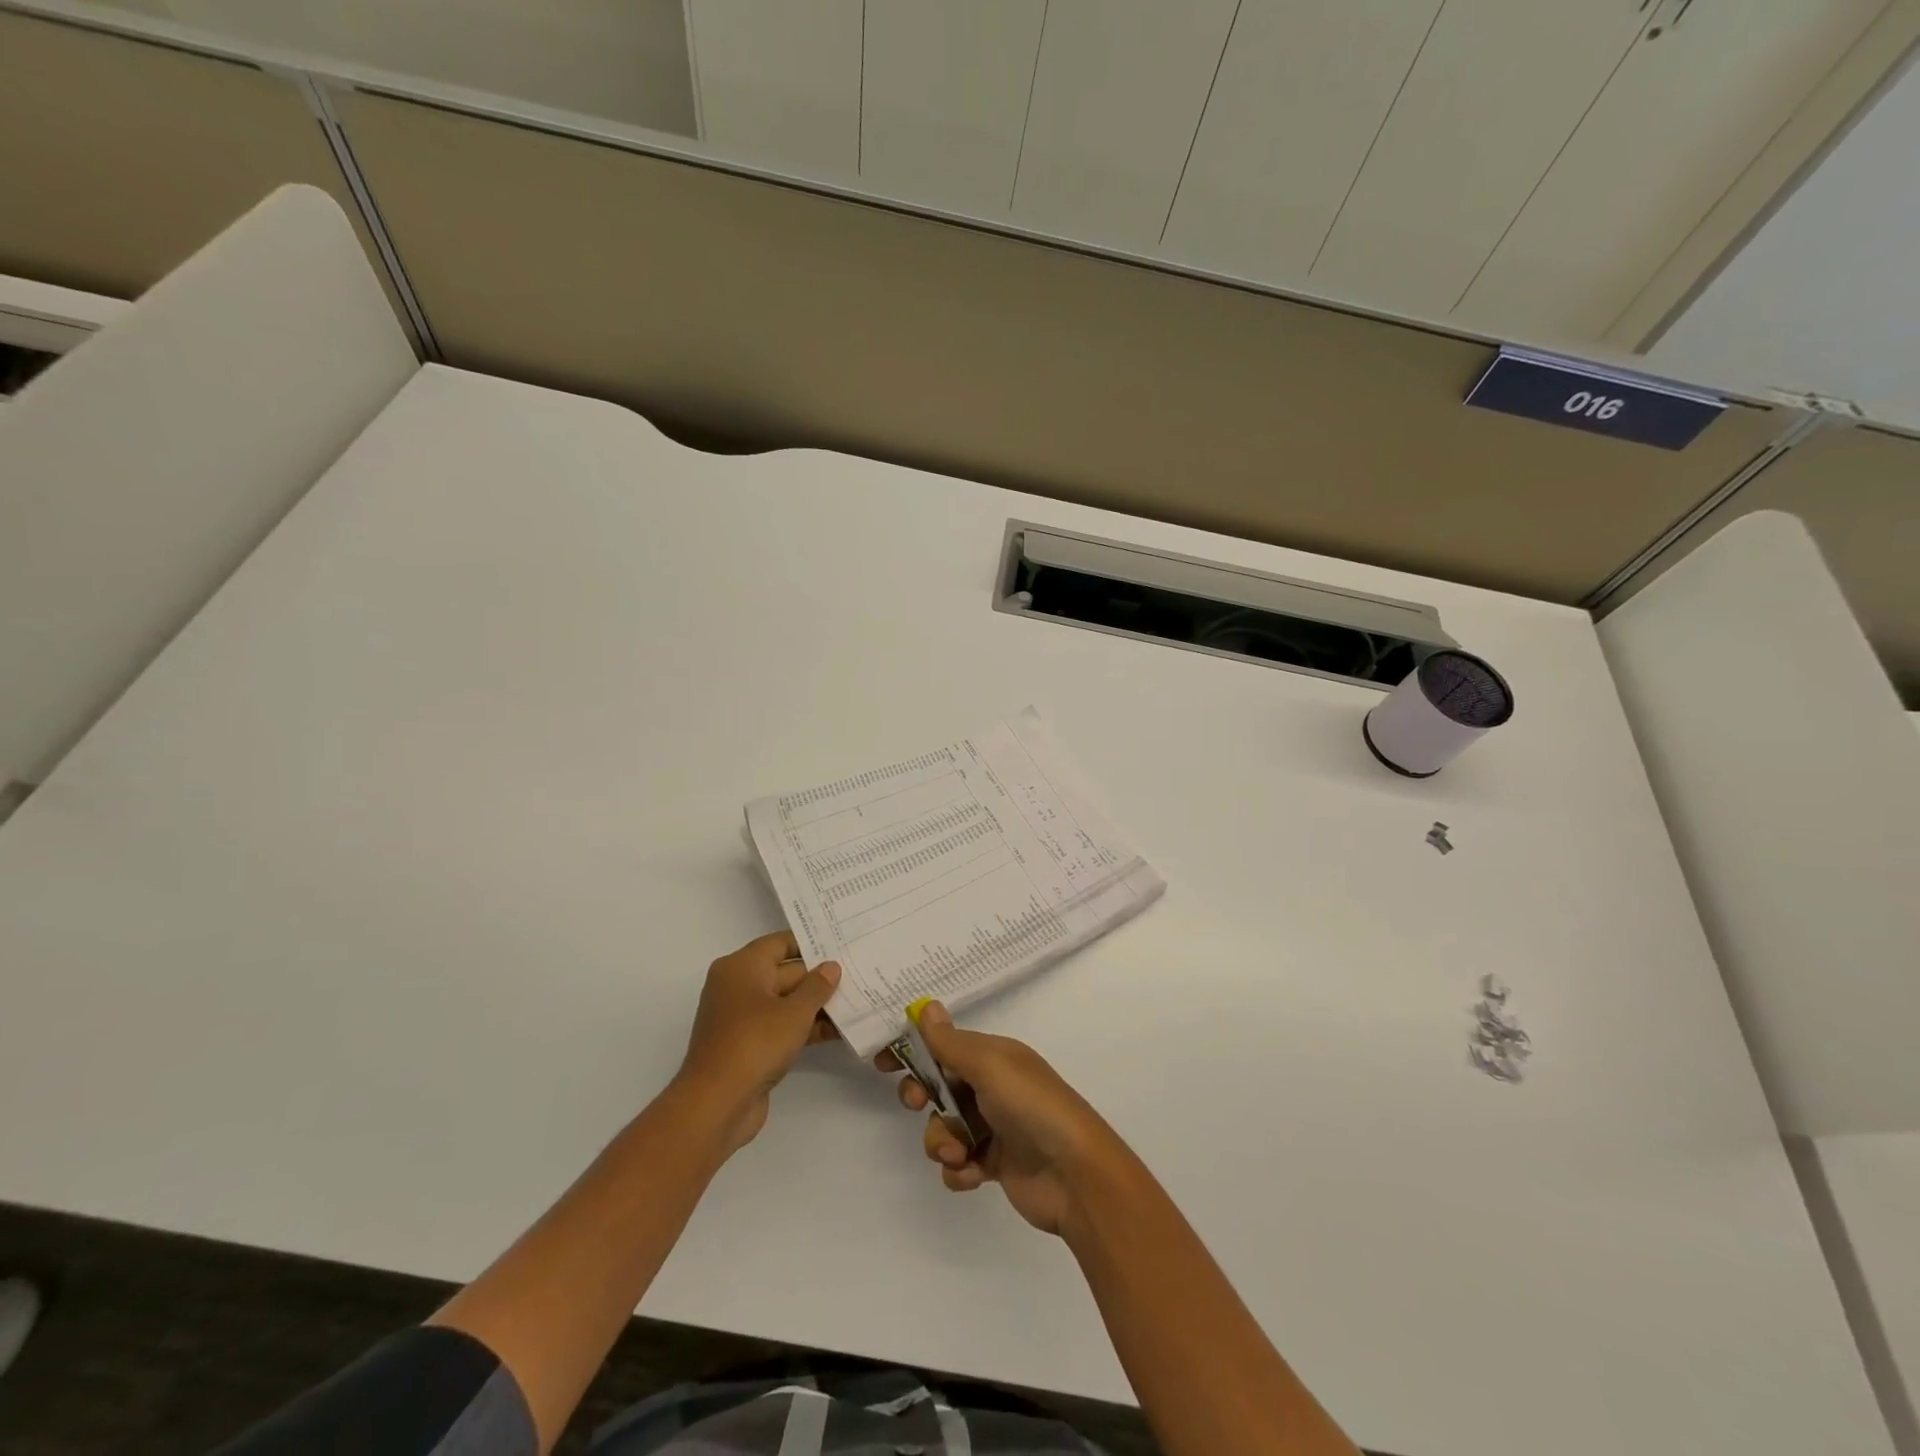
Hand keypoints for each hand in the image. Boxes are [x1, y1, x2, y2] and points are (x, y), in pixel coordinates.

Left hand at [675, 932, 840, 1154]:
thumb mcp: (794, 1012)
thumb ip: (817, 986)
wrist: (716, 1104)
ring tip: (855, 1004)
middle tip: (857, 975)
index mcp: (741, 967)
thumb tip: (831, 966)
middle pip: (785, 973)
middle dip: (819, 978)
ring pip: (785, 1002)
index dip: (811, 943)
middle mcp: (738, 986)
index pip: (780, 943)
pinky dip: (804, 1027)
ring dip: (816, 1006)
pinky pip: (780, 1026)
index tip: (841, 943)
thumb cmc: (755, 1043)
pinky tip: (837, 1032)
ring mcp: (742, 1017)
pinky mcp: (748, 1044)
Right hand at [889, 1002, 1126, 1235]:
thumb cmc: (1032, 1105)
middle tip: (920, 1105)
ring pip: (944, 1128)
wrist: (1075, 1173)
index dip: (913, 1052)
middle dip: (922, 1098)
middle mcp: (992, 1087)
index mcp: (993, 1057)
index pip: (944, 1046)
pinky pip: (958, 1165)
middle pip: (938, 1087)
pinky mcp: (994, 1165)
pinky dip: (959, 1171)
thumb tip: (926, 1006)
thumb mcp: (989, 1065)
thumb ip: (951, 1042)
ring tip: (960, 1154)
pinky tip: (974, 1174)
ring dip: (942, 1142)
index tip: (882, 1063)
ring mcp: (993, 1127)